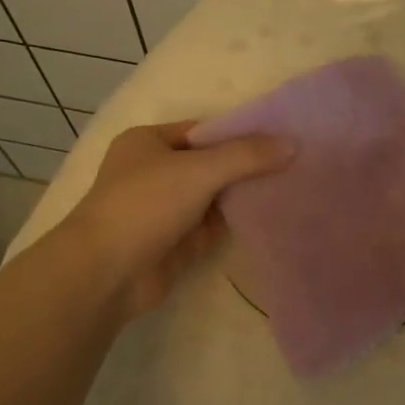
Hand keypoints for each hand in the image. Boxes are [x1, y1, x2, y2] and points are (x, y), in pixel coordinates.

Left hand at [60, 120, 292, 319]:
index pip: (204, 131)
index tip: (281, 137)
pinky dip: (239, 221)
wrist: (107, 273)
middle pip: (212, 163)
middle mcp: (157, 172)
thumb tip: (292, 144)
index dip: (241, 133)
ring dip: (246, 194)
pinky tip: (274, 215)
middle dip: (248, 165)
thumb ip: (246, 156)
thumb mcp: (198, 170)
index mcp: (149, 142)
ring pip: (215, 196)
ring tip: (294, 186)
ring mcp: (167, 209)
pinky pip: (215, 226)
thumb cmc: (145, 205)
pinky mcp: (178, 242)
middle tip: (296, 162)